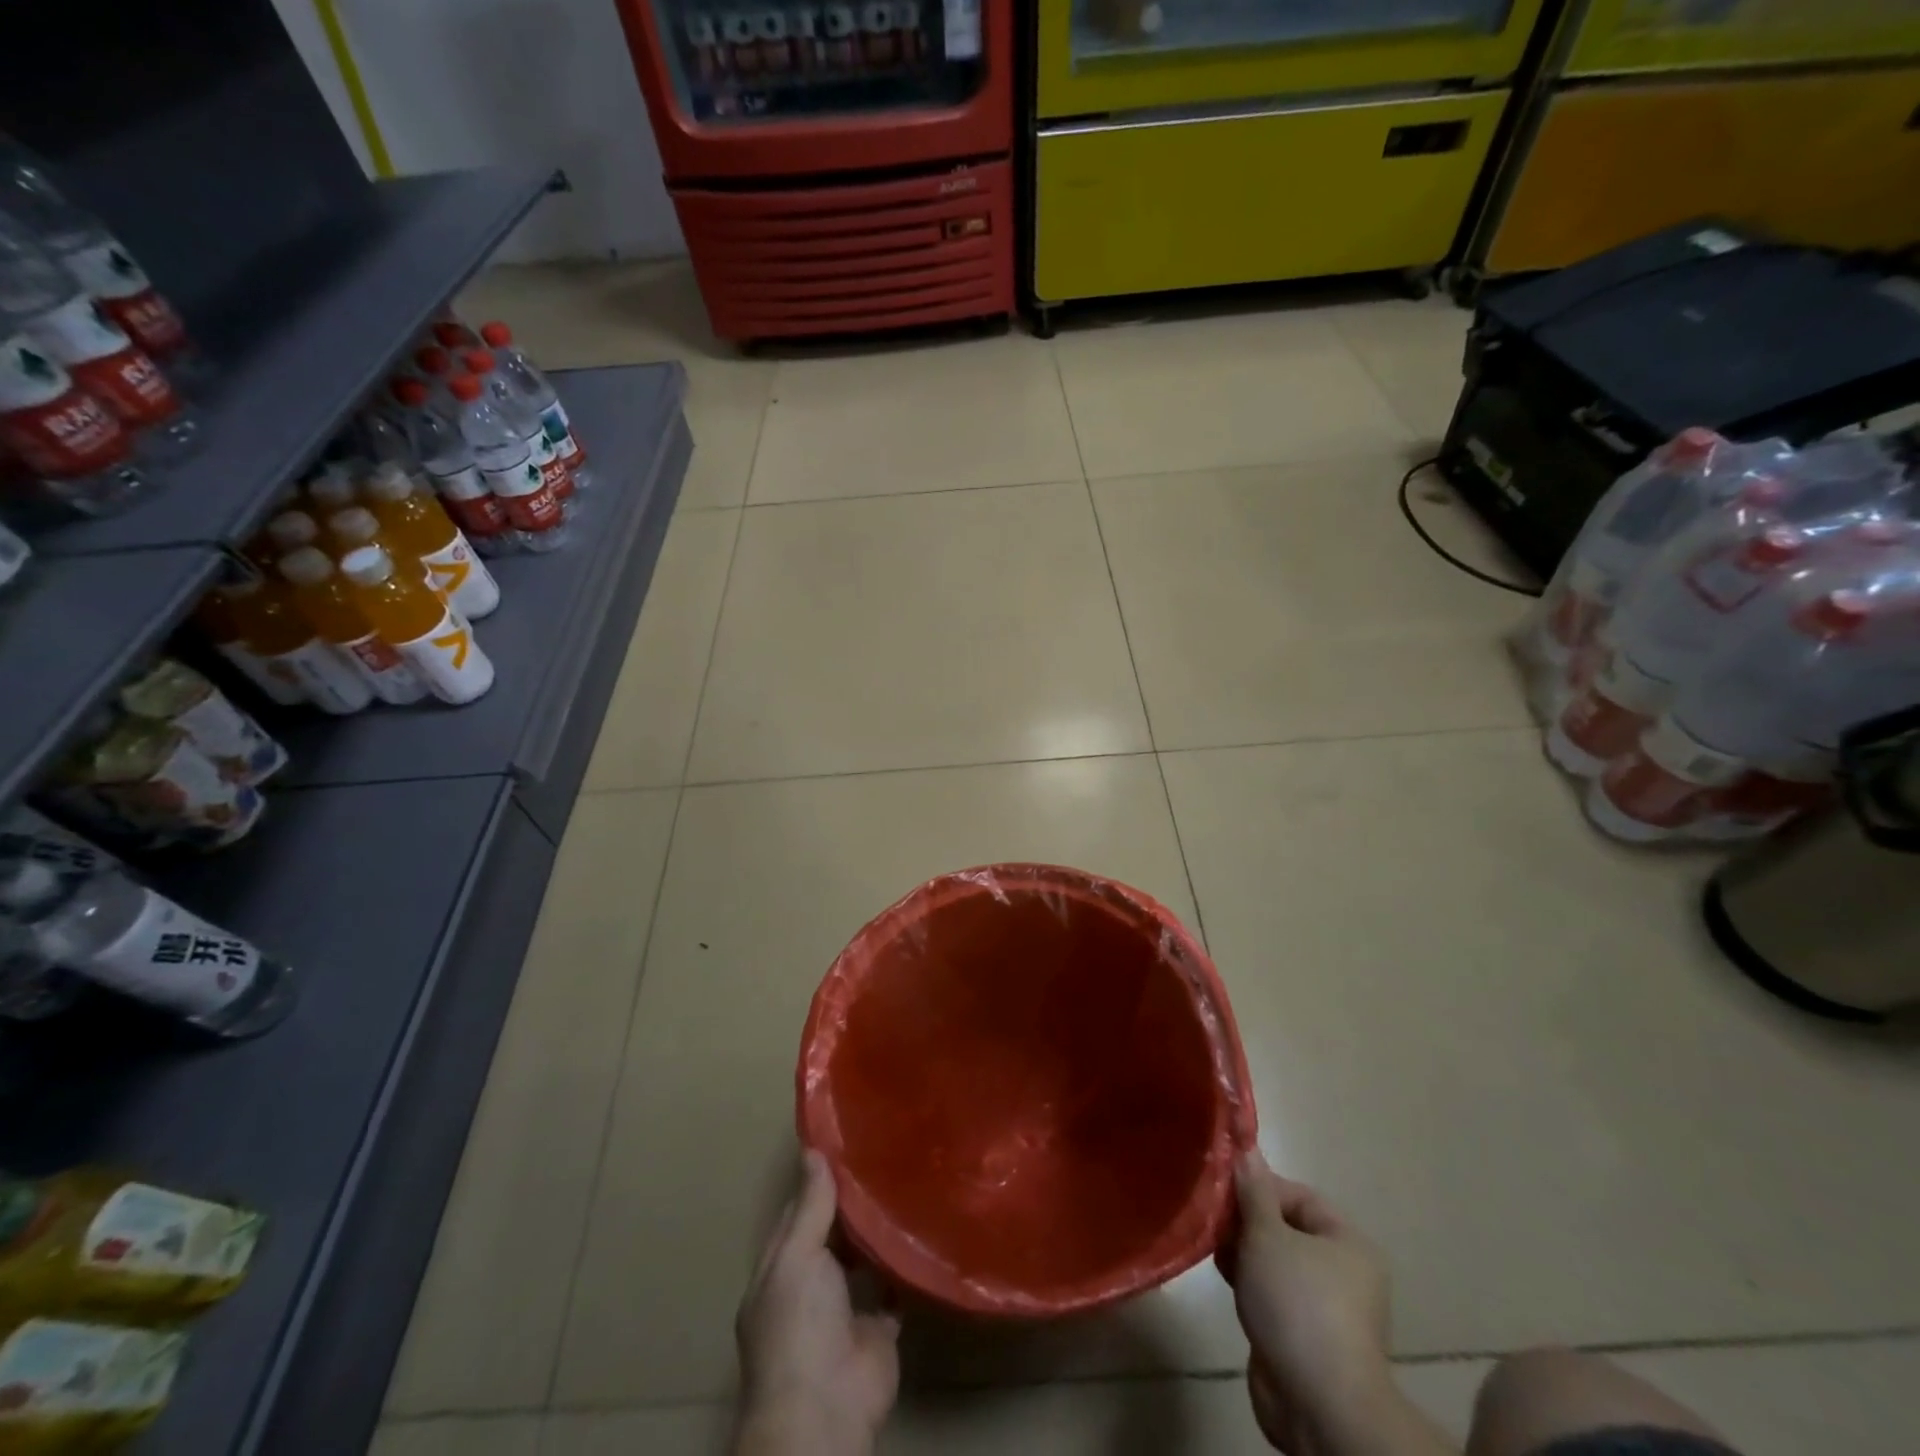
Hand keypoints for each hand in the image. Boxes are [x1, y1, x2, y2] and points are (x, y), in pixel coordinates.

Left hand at [734, 1151, 900, 1455]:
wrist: (826, 1409)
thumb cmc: (799, 1325)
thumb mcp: (797, 1256)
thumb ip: (810, 1206)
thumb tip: (813, 1150)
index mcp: (781, 1268)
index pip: (799, 1211)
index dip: (818, 1180)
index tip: (846, 1141)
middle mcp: (811, 1285)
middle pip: (833, 1233)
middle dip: (853, 1202)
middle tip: (885, 1153)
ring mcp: (845, 1307)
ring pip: (863, 1258)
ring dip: (878, 1231)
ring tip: (905, 1180)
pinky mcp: (878, 1328)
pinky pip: (893, 1289)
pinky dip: (903, 1266)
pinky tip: (921, 1230)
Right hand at [1217, 1151, 1419, 1455]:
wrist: (1316, 1403)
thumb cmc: (1297, 1303)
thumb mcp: (1267, 1234)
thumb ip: (1252, 1190)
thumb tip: (1245, 1148)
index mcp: (1347, 1242)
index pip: (1297, 1195)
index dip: (1258, 1185)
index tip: (1221, 1185)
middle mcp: (1341, 1271)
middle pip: (1283, 1226)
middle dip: (1244, 1219)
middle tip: (1211, 1216)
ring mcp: (1322, 1306)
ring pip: (1272, 1261)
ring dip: (1241, 1251)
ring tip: (1212, 1246)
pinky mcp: (1301, 1335)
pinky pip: (1269, 1293)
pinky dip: (1246, 1282)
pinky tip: (1223, 1277)